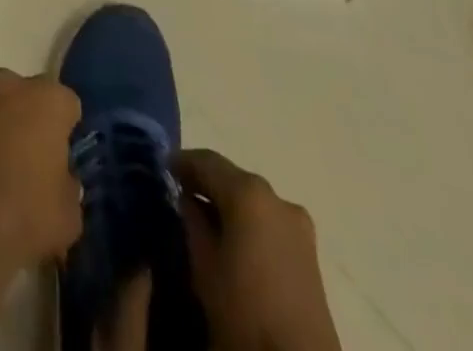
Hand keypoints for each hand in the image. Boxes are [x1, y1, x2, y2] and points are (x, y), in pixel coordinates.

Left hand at [0, 68, 82, 280]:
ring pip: (0, 110)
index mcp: (45, 99)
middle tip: (38, 164)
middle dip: (34, 123)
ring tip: (8, 177)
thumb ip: (67, 185)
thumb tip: (57, 179)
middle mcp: (10, 87)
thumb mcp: (69, 214)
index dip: (69, 132)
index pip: (68, 105)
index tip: (67, 159)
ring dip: (5, 132)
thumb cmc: (25, 213)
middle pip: (30, 99)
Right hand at [177, 149, 340, 350]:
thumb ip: (192, 221)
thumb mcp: (203, 264)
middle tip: (179, 190)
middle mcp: (275, 197)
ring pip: (251, 197)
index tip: (163, 169)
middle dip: (205, 181)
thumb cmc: (244, 311)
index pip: (206, 161)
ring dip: (227, 200)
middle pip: (231, 176)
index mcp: (247, 193)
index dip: (182, 162)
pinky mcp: (309, 250)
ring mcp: (298, 224)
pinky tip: (233, 235)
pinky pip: (268, 218)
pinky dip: (247, 217)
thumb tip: (188, 199)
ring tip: (204, 214)